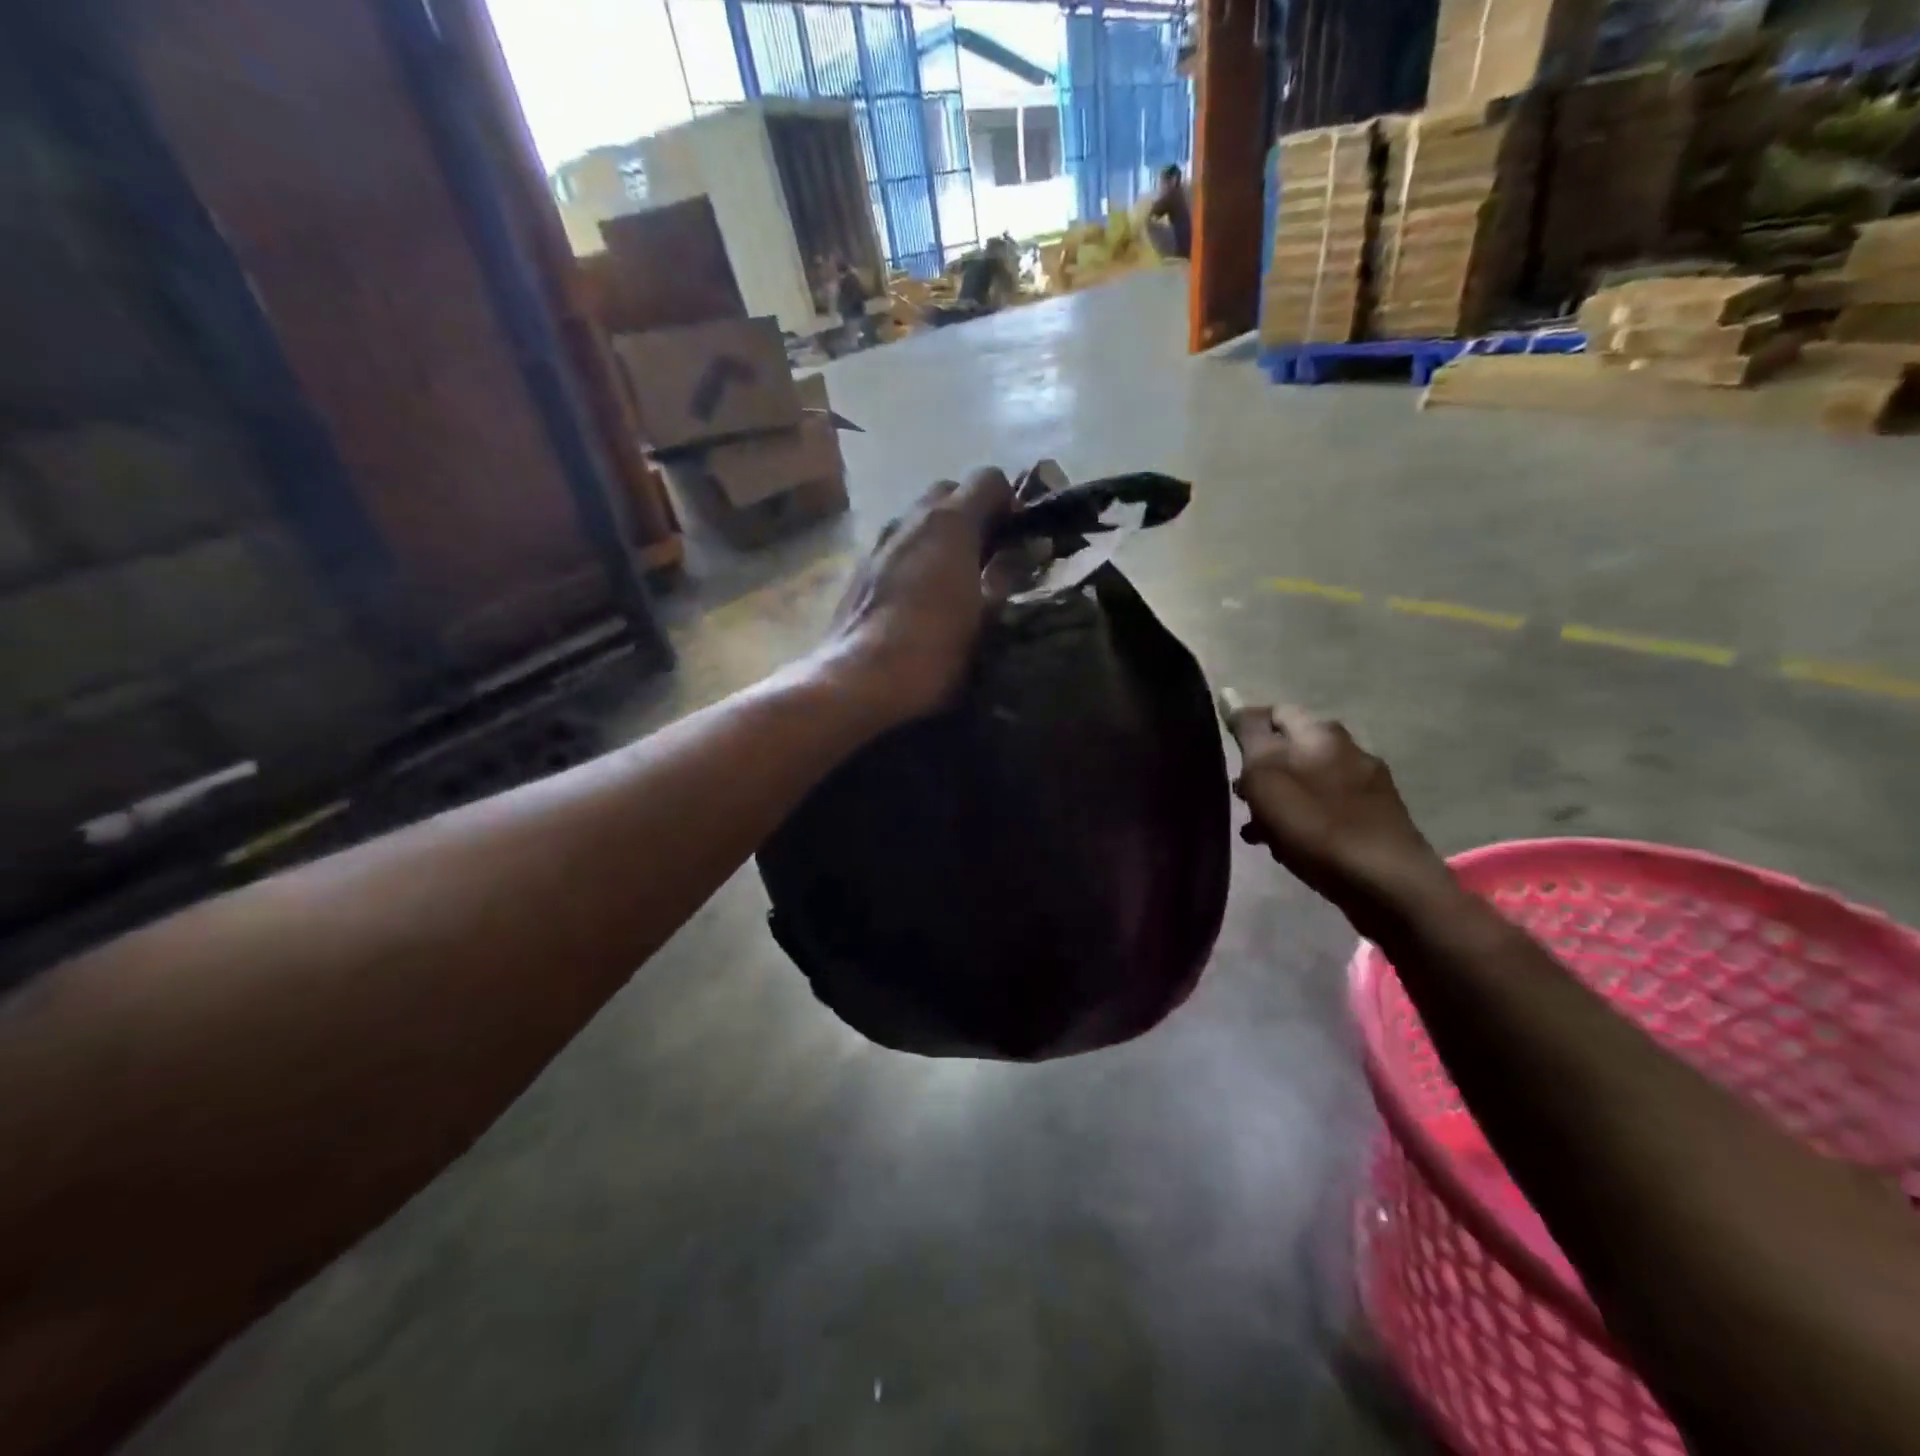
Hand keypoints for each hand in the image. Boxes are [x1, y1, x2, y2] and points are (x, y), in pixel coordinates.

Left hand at [818, 469, 1013, 726]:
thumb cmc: (933, 651)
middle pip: (948, 493)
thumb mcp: (986, 618)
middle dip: (973, 514)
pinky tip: (920, 597)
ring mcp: (879, 543)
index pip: (988, 480)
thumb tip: (1021, 553)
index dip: (1010, 502)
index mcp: (949, 523)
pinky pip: (896, 547)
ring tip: (955, 578)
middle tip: (989, 556)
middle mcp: (909, 520)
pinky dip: (914, 557)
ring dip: (940, 537)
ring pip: (918, 520)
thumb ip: (1006, 576)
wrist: (857, 680)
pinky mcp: (858, 570)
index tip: (1020, 536)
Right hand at [1220, 695, 1448, 915]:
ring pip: (1308, 780)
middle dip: (1262, 770)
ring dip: (1280, 798)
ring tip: (1258, 829)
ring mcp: (1367, 784)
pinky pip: (1327, 807)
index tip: (1227, 758)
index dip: (1247, 729)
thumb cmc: (1315, 825)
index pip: (1275, 712)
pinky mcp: (1376, 817)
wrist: (1387, 883)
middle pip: (1292, 748)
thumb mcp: (1266, 775)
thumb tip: (1231, 696)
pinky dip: (1304, 818)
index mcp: (1321, 733)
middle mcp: (1348, 748)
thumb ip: (1248, 734)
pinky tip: (1289, 844)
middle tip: (1240, 800)